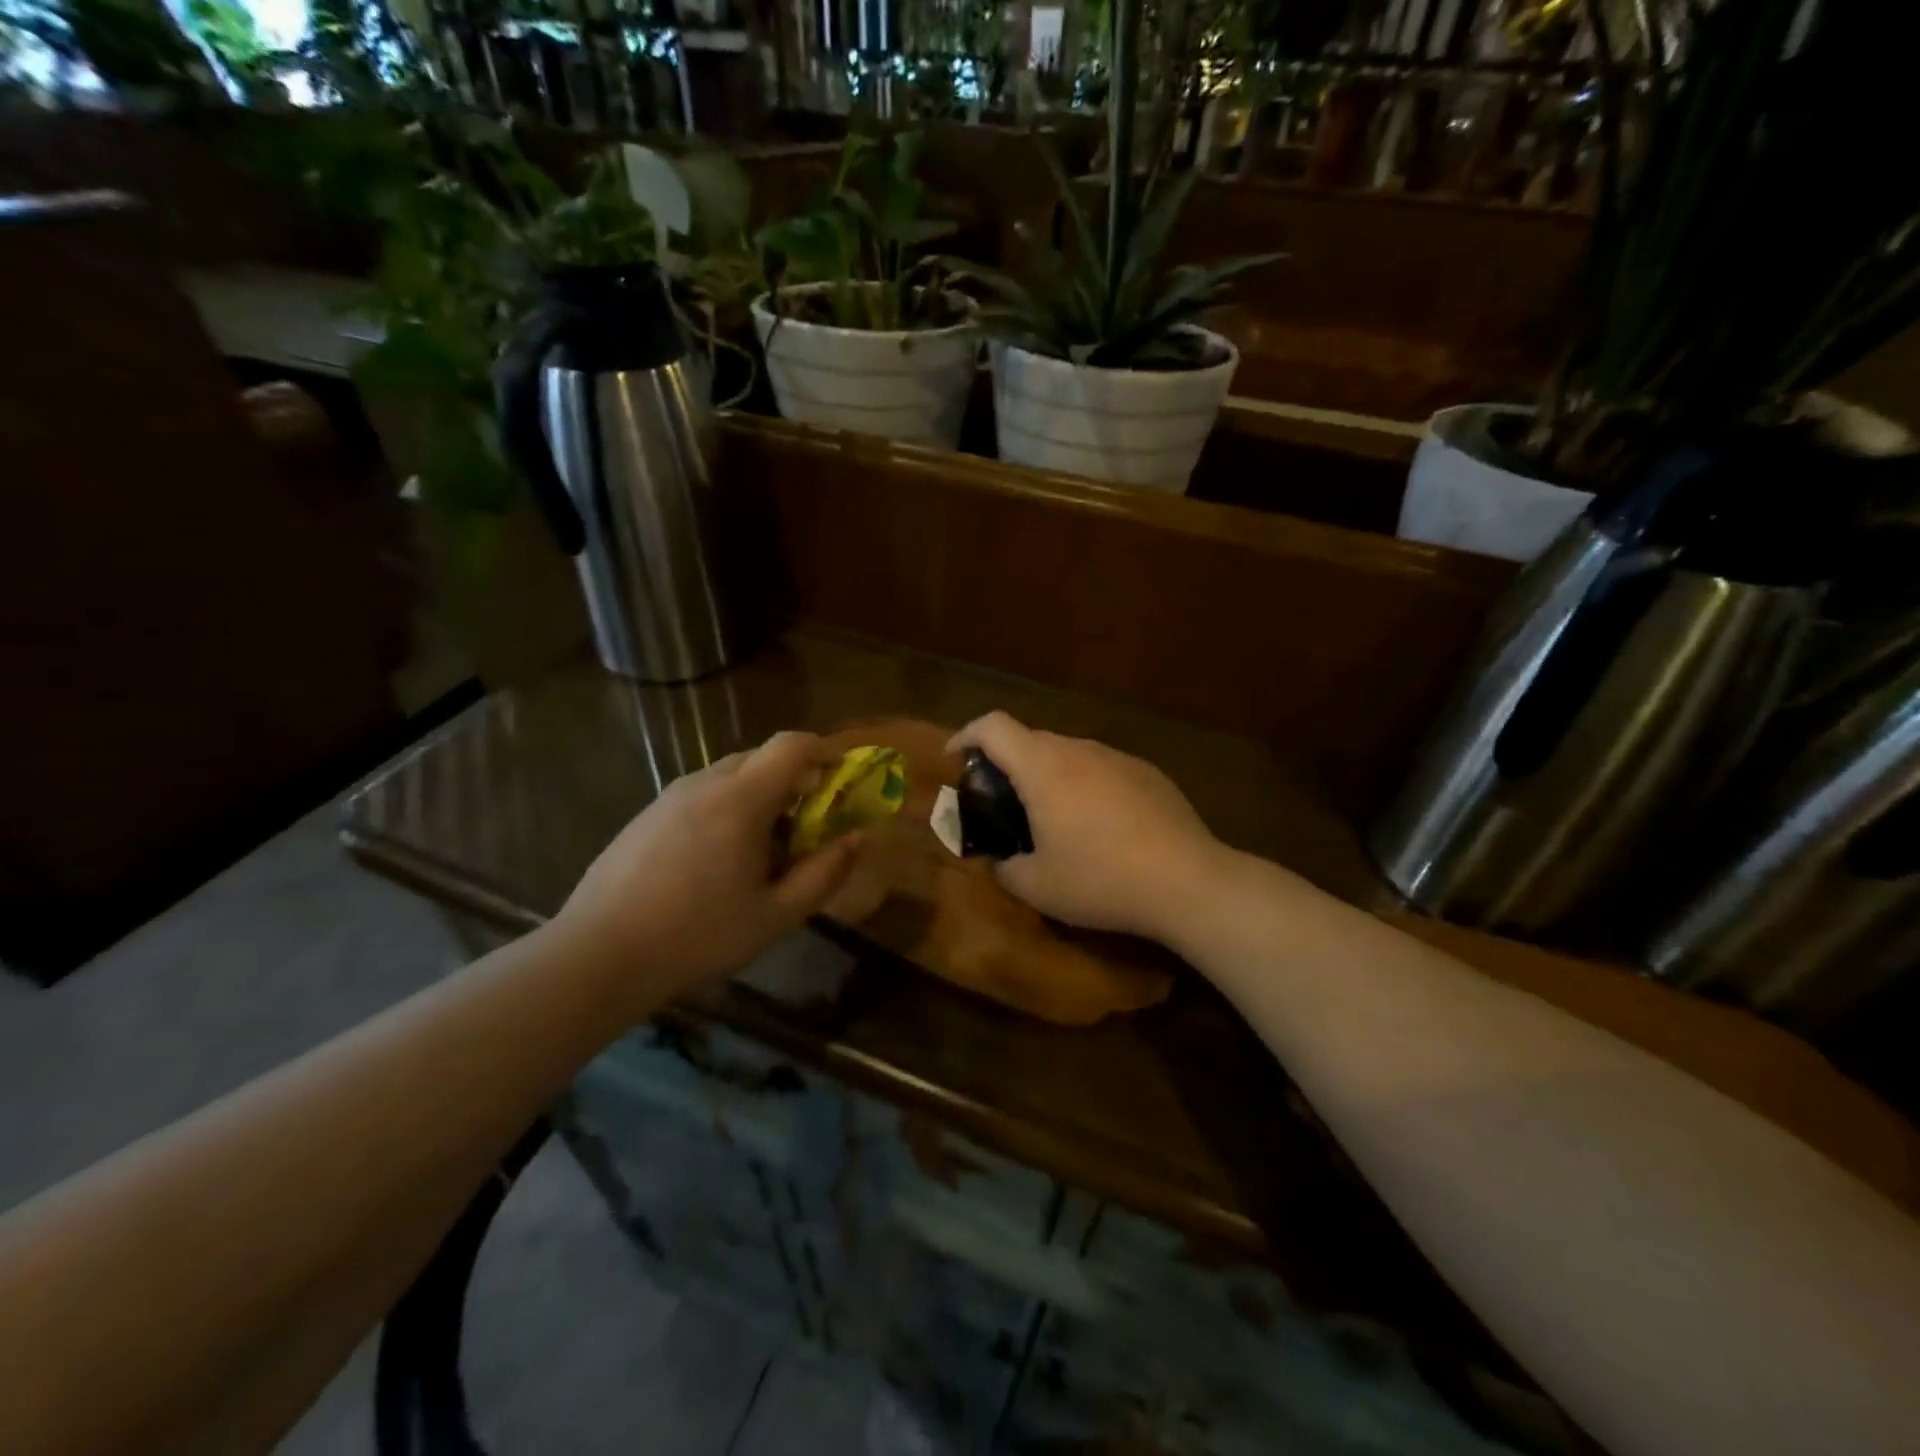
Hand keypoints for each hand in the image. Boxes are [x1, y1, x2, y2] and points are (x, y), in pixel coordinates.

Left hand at [555, 732, 861, 1002]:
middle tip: (807, 825)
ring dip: (759, 796)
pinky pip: (701, 794)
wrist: (598, 955)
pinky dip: (726, 808)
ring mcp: (669, 796)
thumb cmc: (698, 936)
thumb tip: (857, 837)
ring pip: (729, 775)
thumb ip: (824, 873)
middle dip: (793, 780)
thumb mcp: (776, 915)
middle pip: (761, 757)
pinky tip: (717, 860)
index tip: (841, 780)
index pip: (792, 745)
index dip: (824, 753)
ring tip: (762, 849)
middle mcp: (705, 783)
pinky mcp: (646, 815)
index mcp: (741, 799)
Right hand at [947, 712, 1228, 941]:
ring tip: (1053, 817)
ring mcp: (1118, 757)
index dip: (965, 736)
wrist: (1187, 881)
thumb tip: (1001, 862)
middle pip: (1030, 739)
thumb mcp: (1037, 887)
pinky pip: (1102, 768)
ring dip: (1049, 775)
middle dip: (1007, 763)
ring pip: (1069, 753)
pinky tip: (1101, 826)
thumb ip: (1005, 868)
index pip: (992, 726)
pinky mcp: (1148, 773)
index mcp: (1042, 767)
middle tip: (1002, 802)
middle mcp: (1078, 749)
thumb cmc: (1100, 880)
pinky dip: (1085, 785)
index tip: (954, 760)